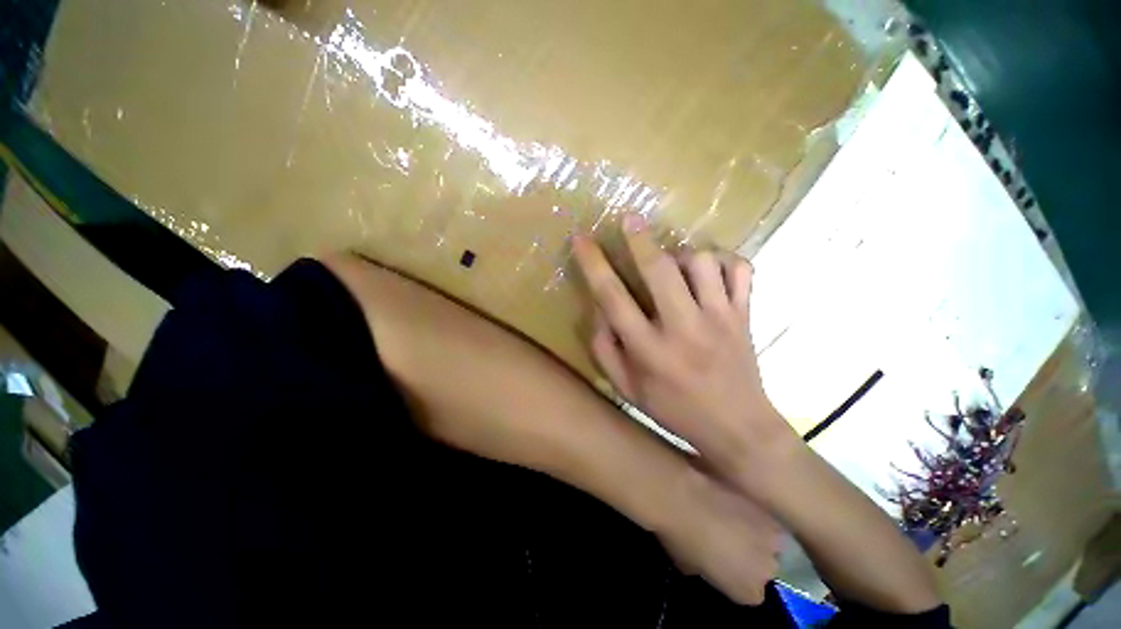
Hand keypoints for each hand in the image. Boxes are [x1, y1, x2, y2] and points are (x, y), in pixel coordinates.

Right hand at [572, 214, 796, 480]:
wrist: (738, 428)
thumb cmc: (674, 411)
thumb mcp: (627, 389)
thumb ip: (604, 349)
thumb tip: (598, 309)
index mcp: (649, 350)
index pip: (612, 298)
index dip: (593, 264)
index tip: (581, 239)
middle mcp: (683, 328)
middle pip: (659, 271)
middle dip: (640, 239)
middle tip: (629, 218)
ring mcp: (720, 318)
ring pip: (702, 263)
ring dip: (682, 255)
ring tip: (675, 266)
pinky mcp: (745, 315)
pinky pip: (741, 271)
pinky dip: (724, 261)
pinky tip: (711, 271)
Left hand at [659, 465, 782, 604]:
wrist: (683, 498)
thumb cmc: (680, 538)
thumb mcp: (688, 566)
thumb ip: (707, 570)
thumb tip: (709, 561)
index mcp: (748, 592)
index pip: (751, 593)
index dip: (738, 578)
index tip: (725, 566)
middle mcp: (767, 570)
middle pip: (766, 567)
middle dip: (752, 557)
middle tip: (731, 543)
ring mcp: (771, 538)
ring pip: (771, 541)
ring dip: (757, 534)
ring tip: (735, 520)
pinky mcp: (765, 507)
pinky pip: (764, 516)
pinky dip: (752, 512)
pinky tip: (734, 503)